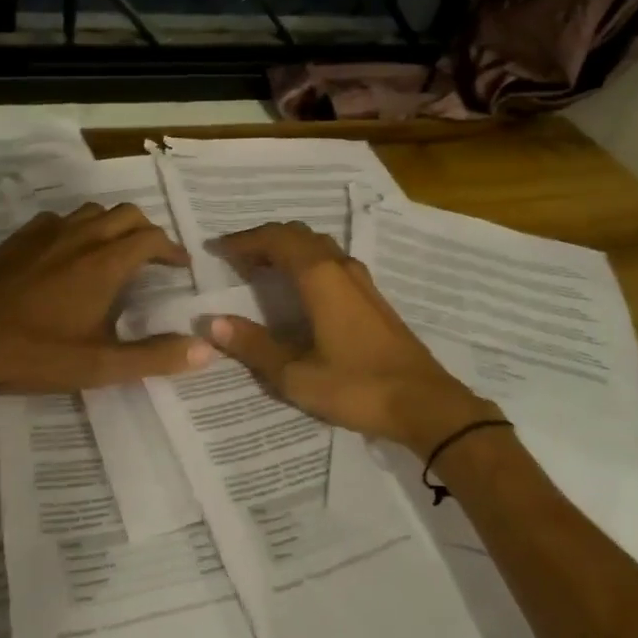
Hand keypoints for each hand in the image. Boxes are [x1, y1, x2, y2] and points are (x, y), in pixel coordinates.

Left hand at [0, 203, 213, 395]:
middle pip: (128, 214)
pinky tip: (69, 253)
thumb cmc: (33, 352)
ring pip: (94, 211)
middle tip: (154, 258)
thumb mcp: (98, 365)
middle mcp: (82, 236)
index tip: (181, 266)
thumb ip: (154, 357)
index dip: (172, 250)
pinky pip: (60, 218)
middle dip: (148, 231)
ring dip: (114, 225)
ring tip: (116, 252)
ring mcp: (47, 232)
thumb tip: (205, 350)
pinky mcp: (20, 237)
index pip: (152, 238)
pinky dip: (78, 228)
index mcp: (105, 262)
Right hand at [205, 222, 499, 456]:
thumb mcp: (296, 374)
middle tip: (236, 259)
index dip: (244, 240)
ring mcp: (361, 280)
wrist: (424, 403)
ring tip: (262, 269)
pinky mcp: (372, 297)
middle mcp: (340, 267)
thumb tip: (213, 323)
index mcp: (319, 277)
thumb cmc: (357, 386)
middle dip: (264, 240)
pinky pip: (331, 261)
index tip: (217, 250)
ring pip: (318, 245)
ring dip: (287, 249)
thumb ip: (254, 346)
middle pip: (297, 234)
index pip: (276, 239)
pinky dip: (306, 262)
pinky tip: (300, 289)